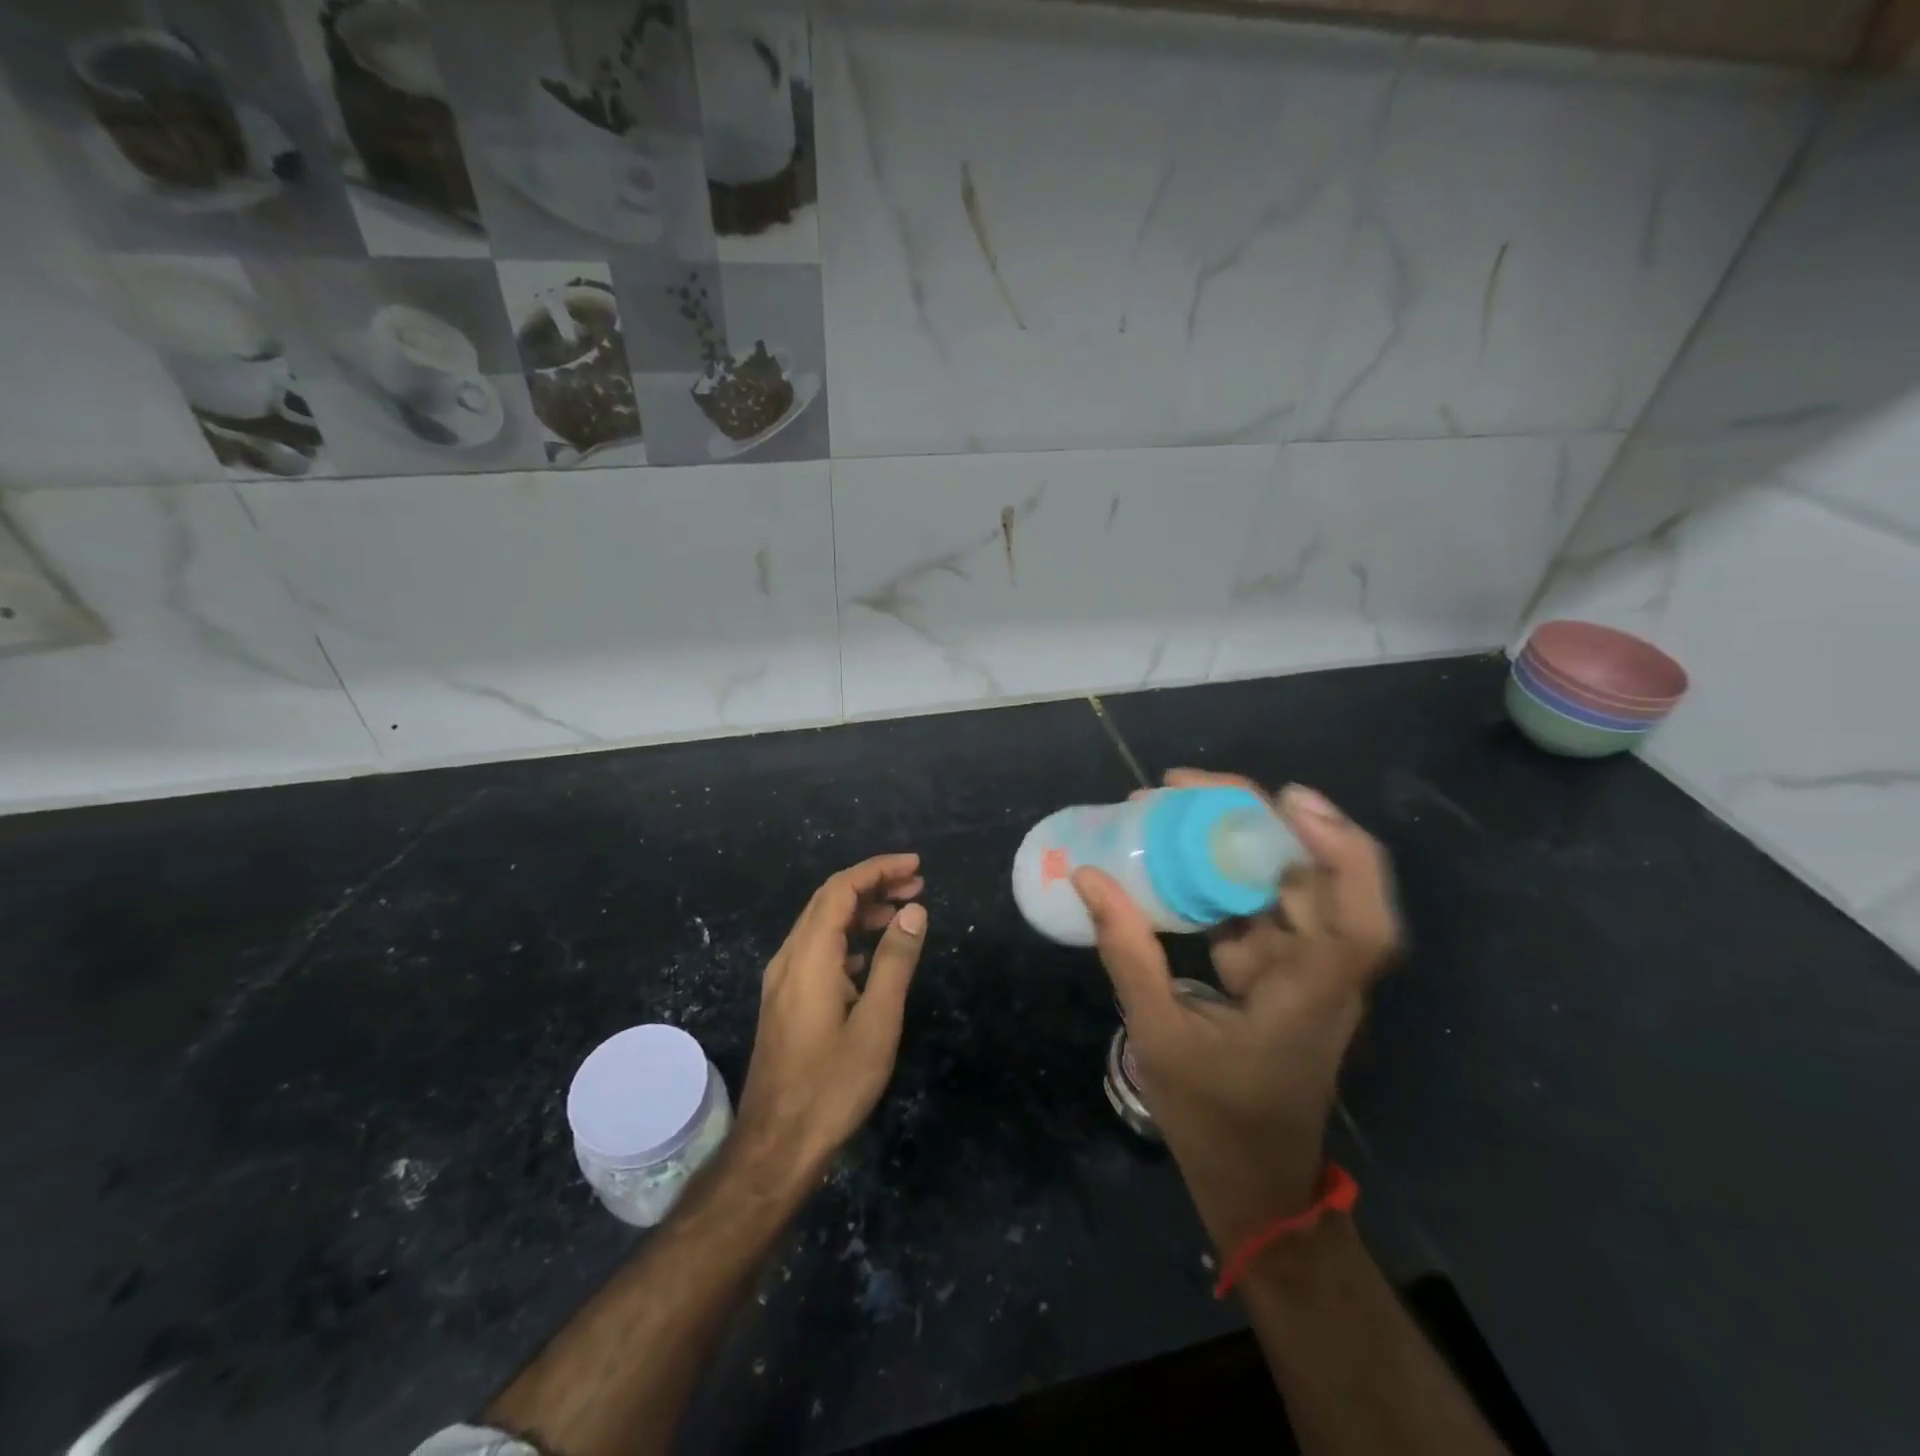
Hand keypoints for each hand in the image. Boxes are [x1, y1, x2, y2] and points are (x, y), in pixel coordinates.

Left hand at [733, 854, 928, 1187]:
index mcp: (809, 957)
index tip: (916, 866)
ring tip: (902, 914)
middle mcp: (789, 958)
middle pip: (828, 900)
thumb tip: (914, 911)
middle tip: (916, 885)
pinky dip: (848, 938)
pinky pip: (816, 950)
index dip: (878, 869)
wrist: (776, 1145)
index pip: (841, 889)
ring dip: (861, 910)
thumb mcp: (876, 1023)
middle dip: (872, 884)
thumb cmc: (832, 1085)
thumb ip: (895, 961)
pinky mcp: (784, 1000)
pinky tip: (872, 956)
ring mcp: (782, 980)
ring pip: (821, 924)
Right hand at [1073, 772, 1399, 1247]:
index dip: (1337, 848)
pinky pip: (1252, 908)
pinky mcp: (1276, 972)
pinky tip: (1171, 857)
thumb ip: (1127, 952)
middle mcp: (1320, 970)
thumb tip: (1088, 877)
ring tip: (1168, 808)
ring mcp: (1300, 968)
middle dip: (1255, 818)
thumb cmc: (1216, 1121)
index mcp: (1311, 992)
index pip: (1358, 914)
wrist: (1253, 1185)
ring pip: (1280, 884)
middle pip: (1314, 875)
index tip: (1286, 798)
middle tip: (1183, 787)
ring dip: (1232, 841)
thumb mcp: (1160, 1036)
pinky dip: (1217, 878)